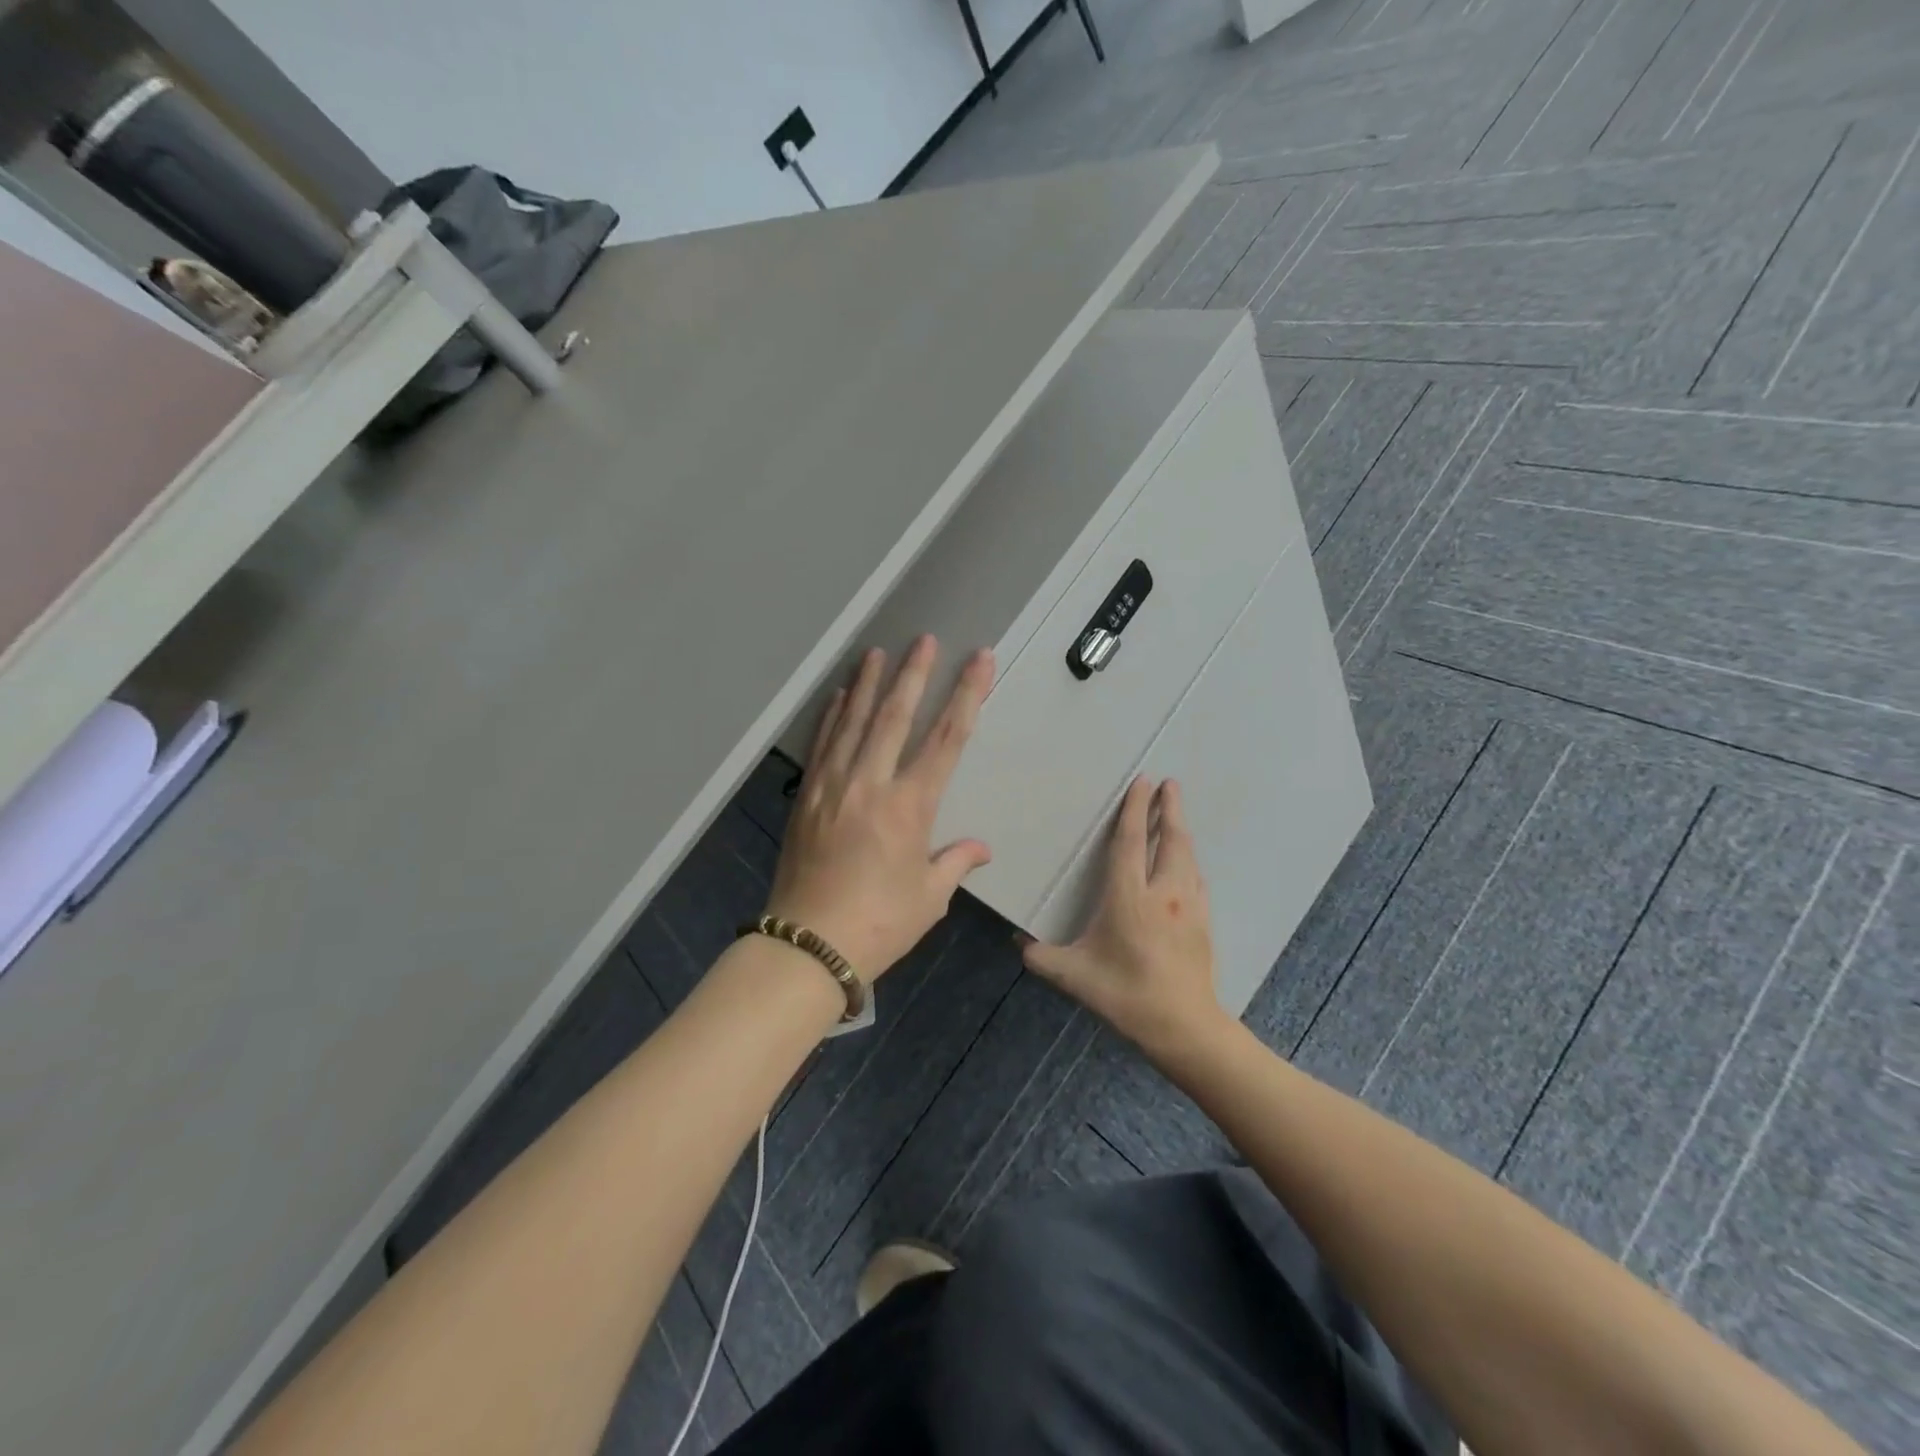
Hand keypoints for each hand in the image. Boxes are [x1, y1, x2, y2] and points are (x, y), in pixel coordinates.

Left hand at [766, 637, 993, 977]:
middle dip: (914, 674)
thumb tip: (980, 848)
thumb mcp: (928, 898)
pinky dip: (833, 716)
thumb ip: (955, 863)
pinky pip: (823, 745)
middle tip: (925, 639)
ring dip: (870, 684)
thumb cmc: (879, 924)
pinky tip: (840, 695)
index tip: (979, 661)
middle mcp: (871, 785)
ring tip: (879, 651)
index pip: (947, 739)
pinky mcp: (807, 797)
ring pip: (854, 722)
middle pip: (896, 717)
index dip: (966, 695)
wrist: (807, 946)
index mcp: (910, 807)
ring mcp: (833, 787)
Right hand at [1022, 776, 1222, 1057]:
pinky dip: (1189, 860)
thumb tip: (1017, 940)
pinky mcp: (1203, 922)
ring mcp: (1188, 906)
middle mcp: (1163, 893)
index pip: (1131, 842)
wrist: (1184, 1026)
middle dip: (1170, 808)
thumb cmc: (1126, 995)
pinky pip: (1196, 879)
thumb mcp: (1073, 977)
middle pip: (1170, 839)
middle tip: (1169, 783)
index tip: (1142, 782)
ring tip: (1176, 813)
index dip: (1135, 809)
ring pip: (1187, 857)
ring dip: (1181, 830)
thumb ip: (1040, 956)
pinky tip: (1186, 863)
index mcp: (1129, 898)